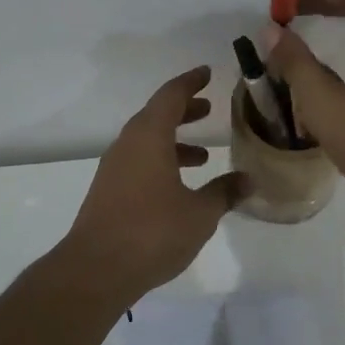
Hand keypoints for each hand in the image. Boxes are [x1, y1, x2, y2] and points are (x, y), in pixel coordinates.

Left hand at [64, 66, 244, 301]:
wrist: (95, 271)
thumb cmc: (152, 232)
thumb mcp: (200, 213)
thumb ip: (224, 192)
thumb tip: (248, 180)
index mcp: (149, 137)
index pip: (171, 96)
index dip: (191, 82)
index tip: (207, 73)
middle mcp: (128, 145)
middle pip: (156, 115)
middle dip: (184, 110)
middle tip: (208, 109)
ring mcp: (114, 169)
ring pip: (147, 141)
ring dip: (174, 141)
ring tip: (203, 155)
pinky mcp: (108, 192)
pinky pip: (138, 162)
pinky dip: (161, 162)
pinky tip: (179, 186)